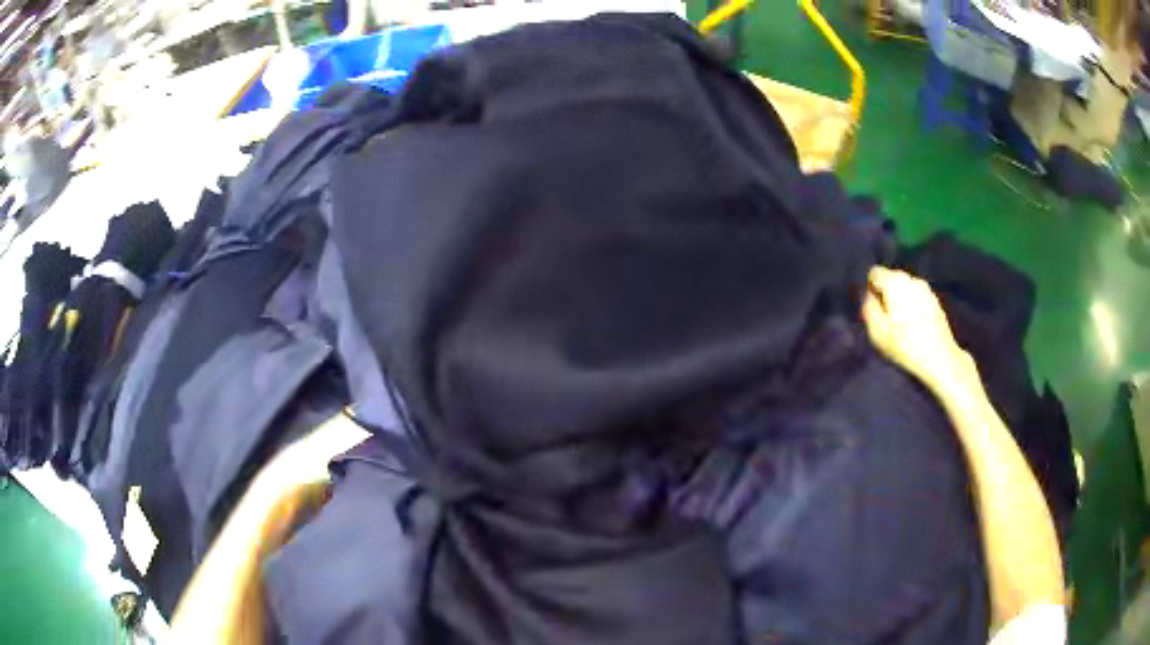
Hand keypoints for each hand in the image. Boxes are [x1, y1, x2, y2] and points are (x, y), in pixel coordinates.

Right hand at [861, 266, 976, 391]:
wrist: (939, 358)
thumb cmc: (905, 345)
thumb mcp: (877, 331)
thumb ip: (868, 308)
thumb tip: (868, 296)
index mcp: (894, 282)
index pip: (874, 273)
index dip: (870, 289)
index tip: (874, 309)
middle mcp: (911, 279)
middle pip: (891, 278)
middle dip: (886, 294)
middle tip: (886, 319)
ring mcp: (926, 288)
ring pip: (905, 288)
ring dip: (900, 300)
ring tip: (902, 324)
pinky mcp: (936, 301)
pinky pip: (918, 297)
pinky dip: (913, 306)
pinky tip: (916, 326)